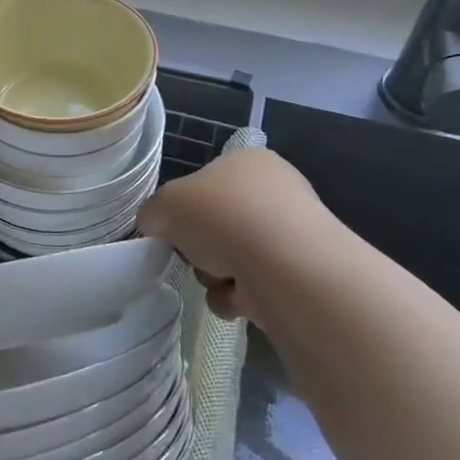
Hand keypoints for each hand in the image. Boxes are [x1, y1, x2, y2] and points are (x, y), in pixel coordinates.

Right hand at [136, 147, 320, 322]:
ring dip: (215, 275)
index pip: (205, 183)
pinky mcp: (306, 274)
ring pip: (234, 258)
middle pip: (217, 224)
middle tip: (192, 256)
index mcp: (247, 161)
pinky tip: (240, 299)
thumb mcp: (164, 205)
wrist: (286, 266)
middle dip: (200, 248)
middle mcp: (277, 190)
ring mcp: (295, 233)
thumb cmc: (221, 217)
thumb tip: (156, 228)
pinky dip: (239, 297)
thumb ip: (152, 214)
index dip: (184, 208)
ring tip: (220, 280)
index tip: (174, 228)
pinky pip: (256, 287)